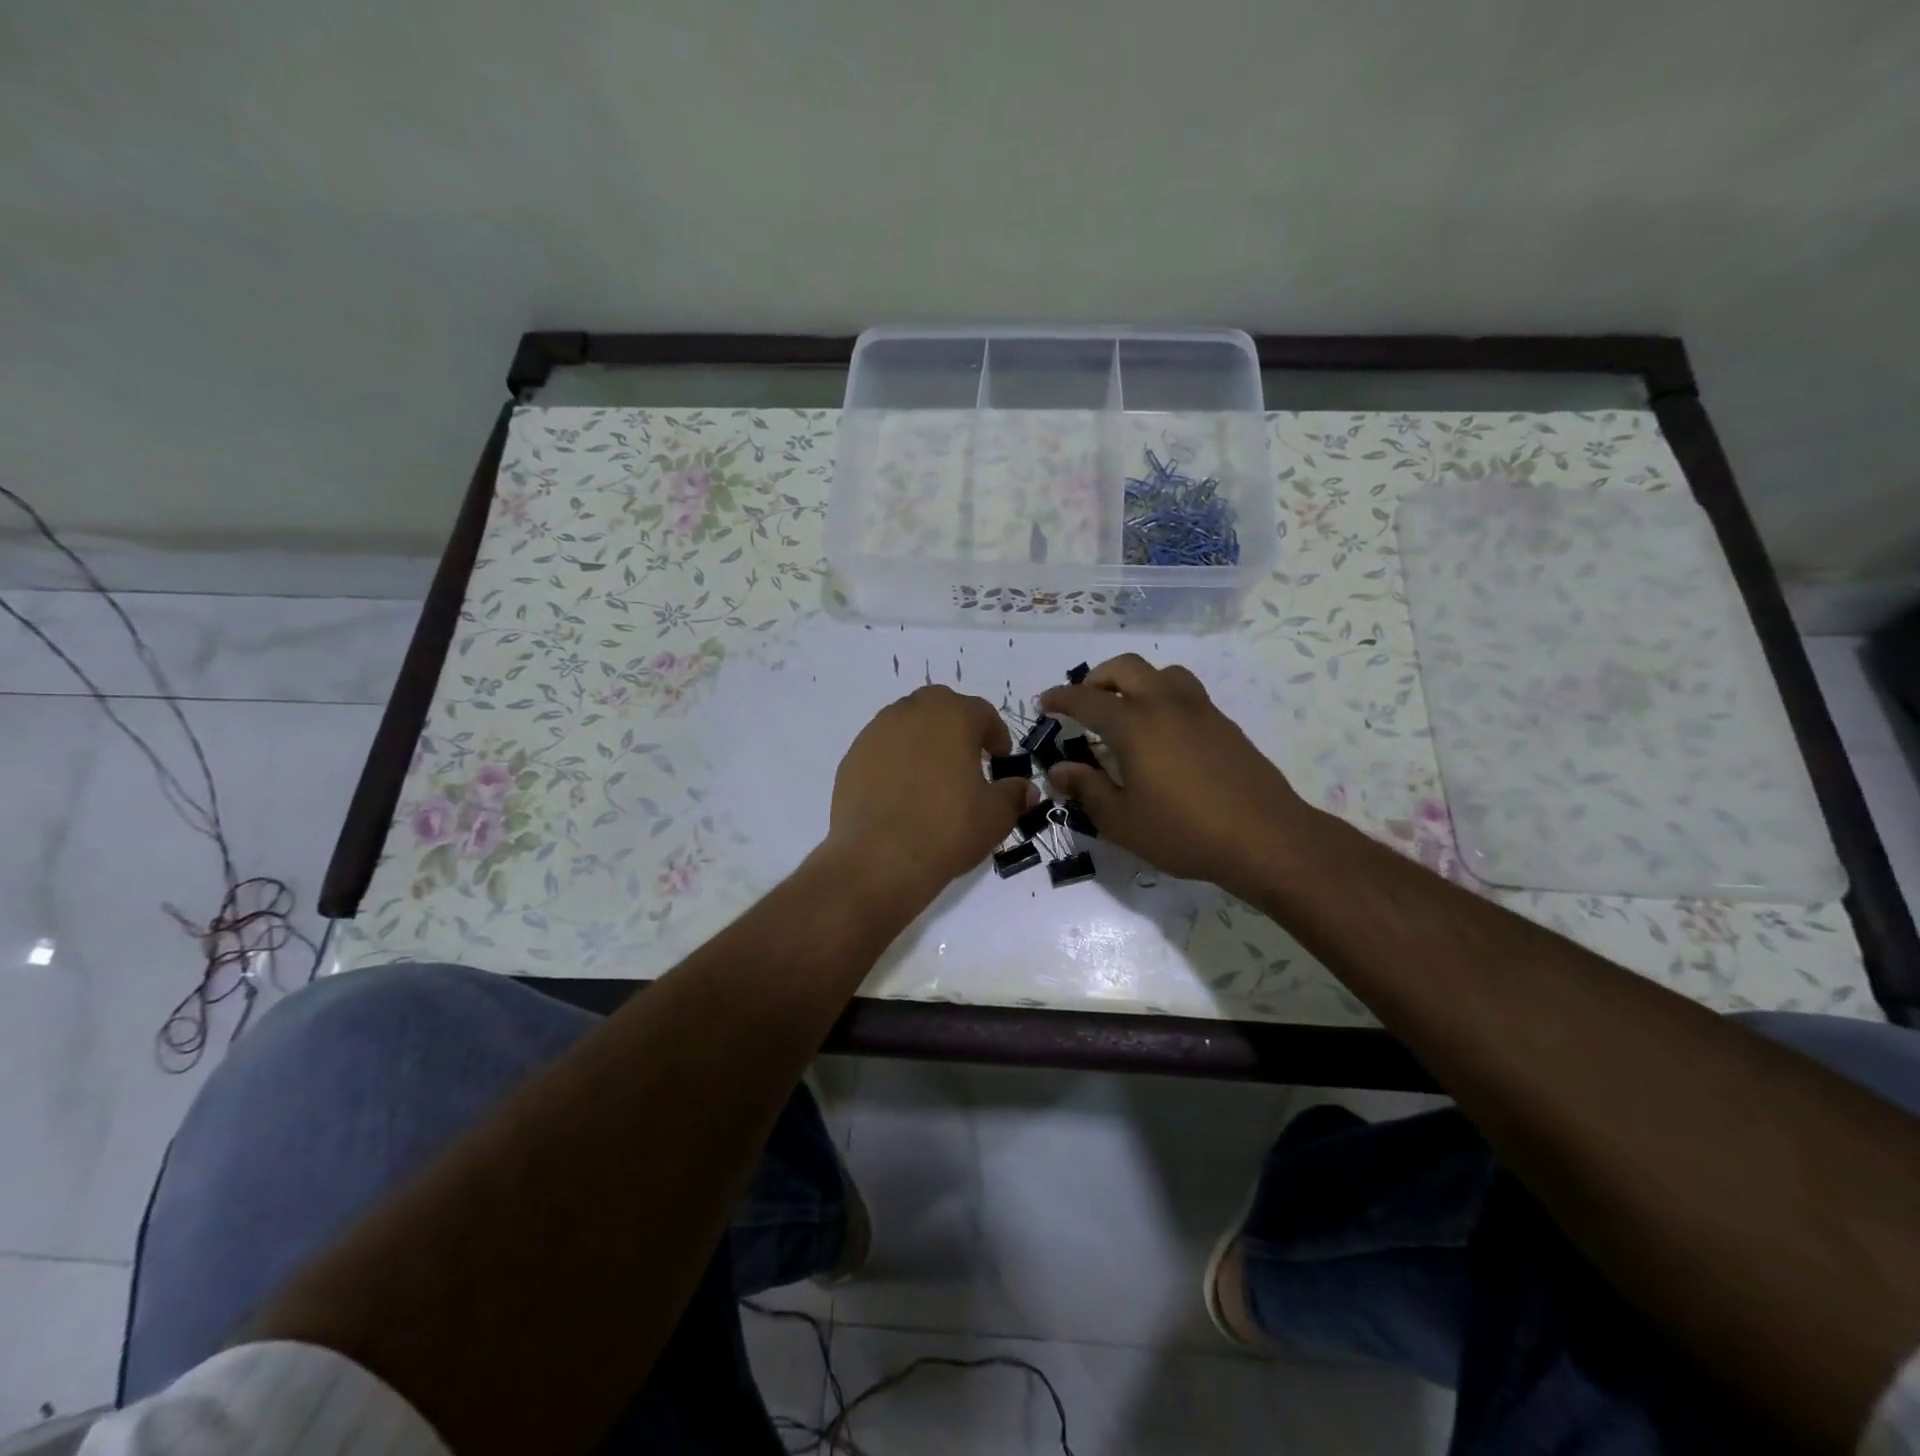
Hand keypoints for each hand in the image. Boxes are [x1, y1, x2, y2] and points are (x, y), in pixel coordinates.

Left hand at [825, 685, 1032, 899]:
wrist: (878, 859)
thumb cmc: (947, 829)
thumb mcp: (996, 816)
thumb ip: (1014, 795)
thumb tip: (1025, 789)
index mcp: (952, 716)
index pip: (982, 712)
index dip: (996, 735)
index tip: (1000, 759)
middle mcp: (911, 712)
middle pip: (941, 708)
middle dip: (957, 728)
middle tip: (967, 760)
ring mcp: (875, 732)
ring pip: (907, 725)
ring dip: (924, 742)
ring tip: (933, 778)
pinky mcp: (851, 757)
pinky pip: (882, 749)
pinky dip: (896, 761)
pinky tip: (902, 794)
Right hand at [1040, 655, 1318, 895]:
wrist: (1265, 837)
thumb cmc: (1184, 832)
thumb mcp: (1122, 821)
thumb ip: (1087, 789)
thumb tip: (1059, 770)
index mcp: (1135, 725)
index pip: (1086, 700)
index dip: (1060, 698)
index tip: (1044, 702)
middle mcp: (1165, 704)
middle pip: (1126, 667)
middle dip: (1097, 678)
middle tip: (1084, 702)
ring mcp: (1200, 710)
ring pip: (1162, 673)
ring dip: (1136, 681)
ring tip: (1127, 710)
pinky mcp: (1224, 724)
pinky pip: (1186, 692)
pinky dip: (1164, 697)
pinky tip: (1164, 733)